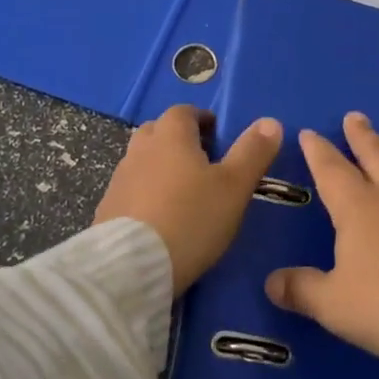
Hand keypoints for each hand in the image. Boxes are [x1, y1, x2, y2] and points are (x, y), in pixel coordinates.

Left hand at [94, 104, 282, 292]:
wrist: (132, 266)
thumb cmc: (192, 218)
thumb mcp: (234, 187)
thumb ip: (253, 153)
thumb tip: (270, 122)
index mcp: (171, 136)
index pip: (184, 111)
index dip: (202, 119)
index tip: (218, 136)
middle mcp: (140, 150)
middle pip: (158, 131)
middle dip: (178, 139)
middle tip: (202, 161)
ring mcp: (119, 179)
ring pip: (142, 160)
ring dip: (160, 166)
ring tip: (183, 192)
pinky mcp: (107, 209)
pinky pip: (131, 190)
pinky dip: (145, 193)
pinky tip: (160, 217)